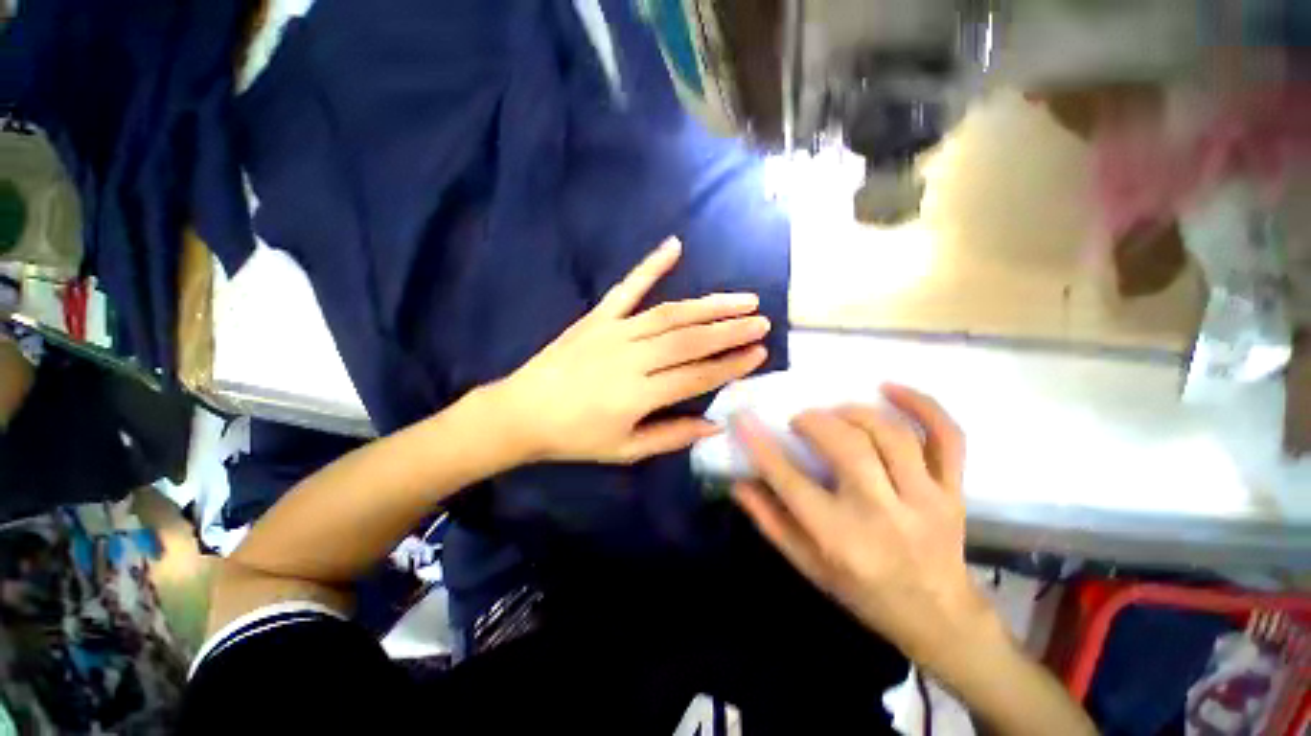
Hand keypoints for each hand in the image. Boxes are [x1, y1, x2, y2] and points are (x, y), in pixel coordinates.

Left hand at [495, 238, 769, 464]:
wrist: (522, 412)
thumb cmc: (575, 438)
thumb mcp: (626, 451)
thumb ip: (671, 436)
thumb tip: (714, 424)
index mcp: (639, 395)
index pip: (697, 376)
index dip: (731, 365)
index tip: (759, 353)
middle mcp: (631, 358)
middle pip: (689, 340)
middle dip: (730, 329)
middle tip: (761, 320)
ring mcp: (614, 331)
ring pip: (670, 314)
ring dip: (709, 304)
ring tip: (741, 298)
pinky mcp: (597, 317)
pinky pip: (627, 287)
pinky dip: (651, 265)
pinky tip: (674, 245)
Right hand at [732, 386, 990, 669]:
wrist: (937, 616)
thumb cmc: (862, 591)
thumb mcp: (807, 565)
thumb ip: (770, 521)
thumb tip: (738, 482)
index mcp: (840, 538)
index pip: (789, 481)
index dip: (759, 445)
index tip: (742, 418)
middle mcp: (883, 515)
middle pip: (848, 447)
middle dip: (815, 423)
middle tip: (799, 422)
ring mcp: (926, 500)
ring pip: (892, 435)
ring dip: (855, 413)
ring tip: (835, 413)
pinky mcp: (954, 490)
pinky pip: (947, 437)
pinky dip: (922, 405)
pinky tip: (891, 388)